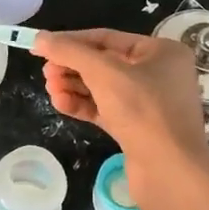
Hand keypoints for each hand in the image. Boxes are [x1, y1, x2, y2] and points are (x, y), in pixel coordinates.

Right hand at [32, 28, 208, 184]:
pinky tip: (61, 104)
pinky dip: (82, 105)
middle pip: (103, 63)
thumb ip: (70, 52)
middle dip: (71, 67)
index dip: (71, 41)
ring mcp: (147, 104)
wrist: (169, 171)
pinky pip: (104, 110)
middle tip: (46, 74)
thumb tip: (40, 38)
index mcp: (160, 52)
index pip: (107, 38)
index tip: (41, 47)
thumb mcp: (104, 73)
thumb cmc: (142, 110)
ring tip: (50, 89)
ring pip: (102, 88)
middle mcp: (157, 74)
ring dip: (73, 86)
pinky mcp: (136, 129)